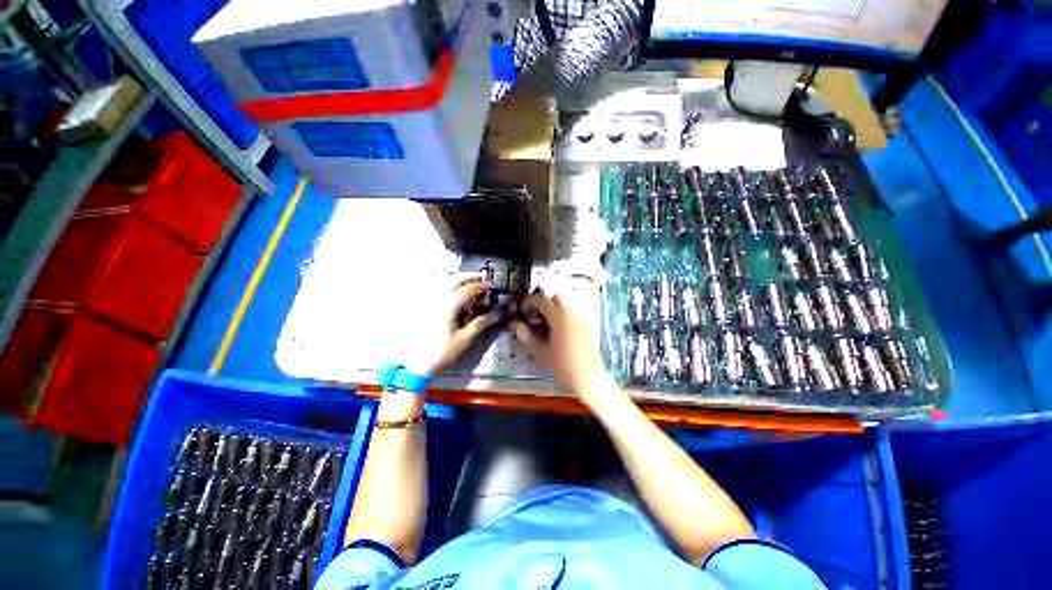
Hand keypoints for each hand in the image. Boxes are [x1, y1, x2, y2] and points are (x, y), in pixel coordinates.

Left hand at [409, 274, 500, 374]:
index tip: (489, 285)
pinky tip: (449, 291)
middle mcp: (436, 300)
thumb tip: (494, 315)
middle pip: (453, 279)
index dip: (480, 286)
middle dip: (469, 276)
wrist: (414, 363)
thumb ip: (479, 324)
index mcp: (448, 307)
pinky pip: (433, 288)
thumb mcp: (463, 340)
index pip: (466, 290)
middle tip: (480, 278)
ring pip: (442, 281)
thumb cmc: (439, 352)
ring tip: (467, 282)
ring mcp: (427, 301)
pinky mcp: (421, 306)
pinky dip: (444, 285)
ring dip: (456, 279)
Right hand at [509, 292, 614, 405]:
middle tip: (535, 315)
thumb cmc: (563, 364)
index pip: (541, 300)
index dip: (529, 302)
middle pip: (556, 296)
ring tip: (546, 322)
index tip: (522, 311)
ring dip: (554, 306)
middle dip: (544, 302)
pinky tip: (558, 328)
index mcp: (559, 316)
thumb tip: (516, 324)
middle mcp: (572, 311)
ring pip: (567, 302)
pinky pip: (574, 310)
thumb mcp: (541, 351)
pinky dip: (564, 312)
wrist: (589, 376)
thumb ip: (526, 336)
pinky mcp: (587, 323)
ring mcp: (582, 316)